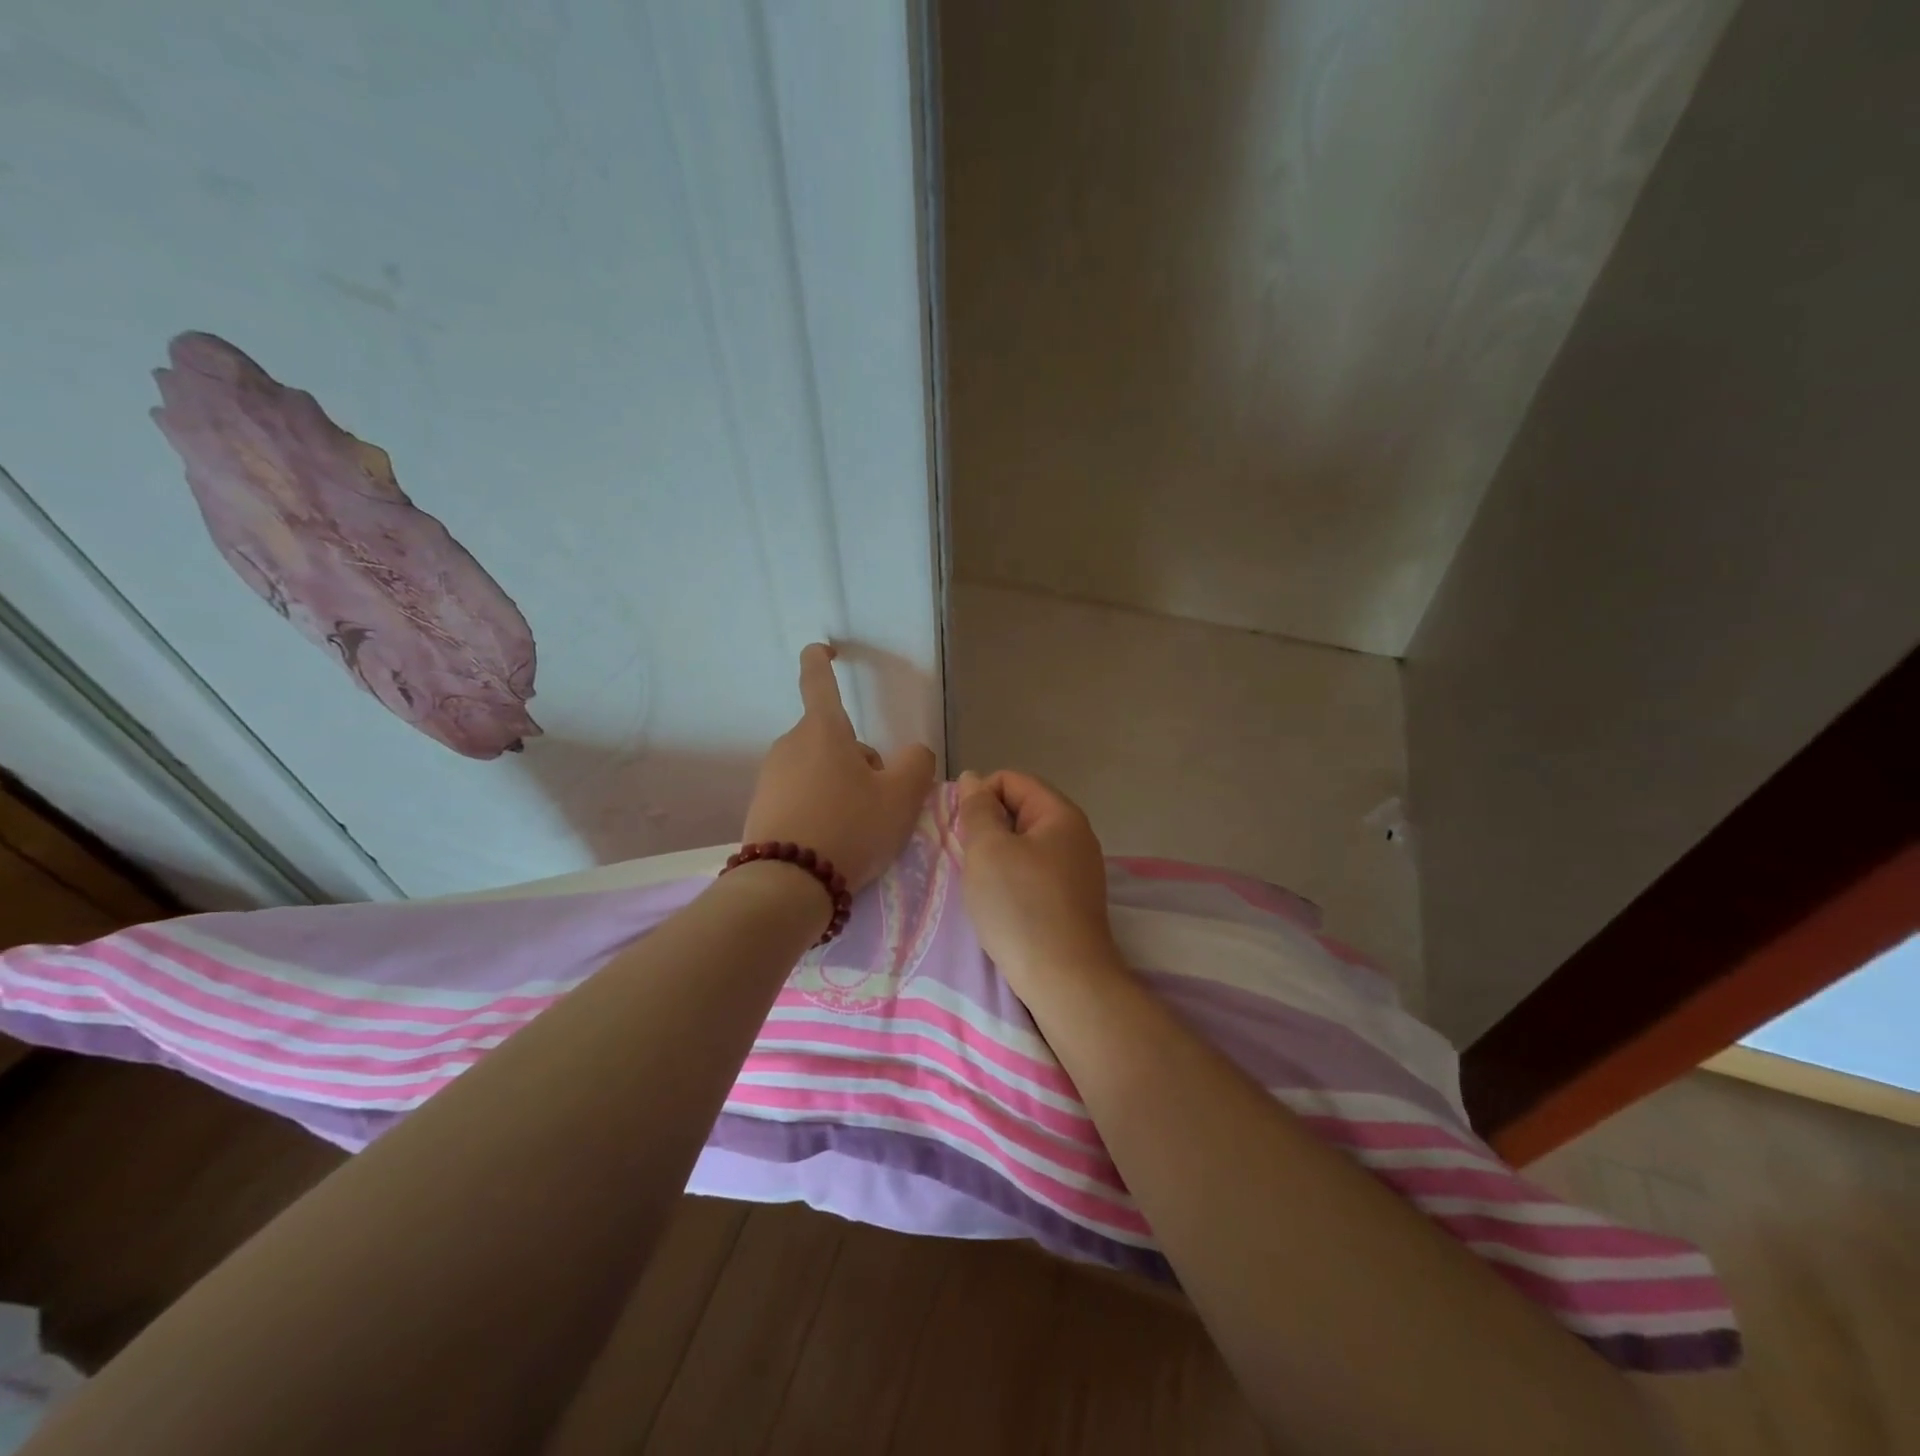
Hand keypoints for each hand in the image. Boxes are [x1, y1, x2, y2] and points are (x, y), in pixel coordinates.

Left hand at [743, 645, 936, 892]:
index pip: (818, 681)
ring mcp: (770, 777)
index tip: (824, 649)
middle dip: (859, 761)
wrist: (787, 885)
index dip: (821, 660)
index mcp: (822, 730)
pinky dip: (820, 809)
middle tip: (878, 802)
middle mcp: (790, 744)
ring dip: (842, 787)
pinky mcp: (761, 808)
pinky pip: (801, 796)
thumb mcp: (902, 797)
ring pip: (820, 770)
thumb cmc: (850, 828)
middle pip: (834, 740)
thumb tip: (912, 754)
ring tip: (856, 830)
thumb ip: (917, 764)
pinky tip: (831, 842)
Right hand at [953, 770, 1124, 992]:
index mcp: (1061, 814)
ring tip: (981, 885)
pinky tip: (1001, 905)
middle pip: (1020, 811)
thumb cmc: (1021, 907)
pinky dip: (1013, 880)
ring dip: (997, 857)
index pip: (1011, 780)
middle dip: (987, 828)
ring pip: (1025, 845)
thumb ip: (977, 810)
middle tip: (967, 859)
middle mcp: (1076, 835)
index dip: (979, 796)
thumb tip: (973, 779)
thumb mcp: (988, 850)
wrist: (1065, 981)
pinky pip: (1035, 873)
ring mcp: (1079, 870)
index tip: (959, 830)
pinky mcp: (1073, 900)